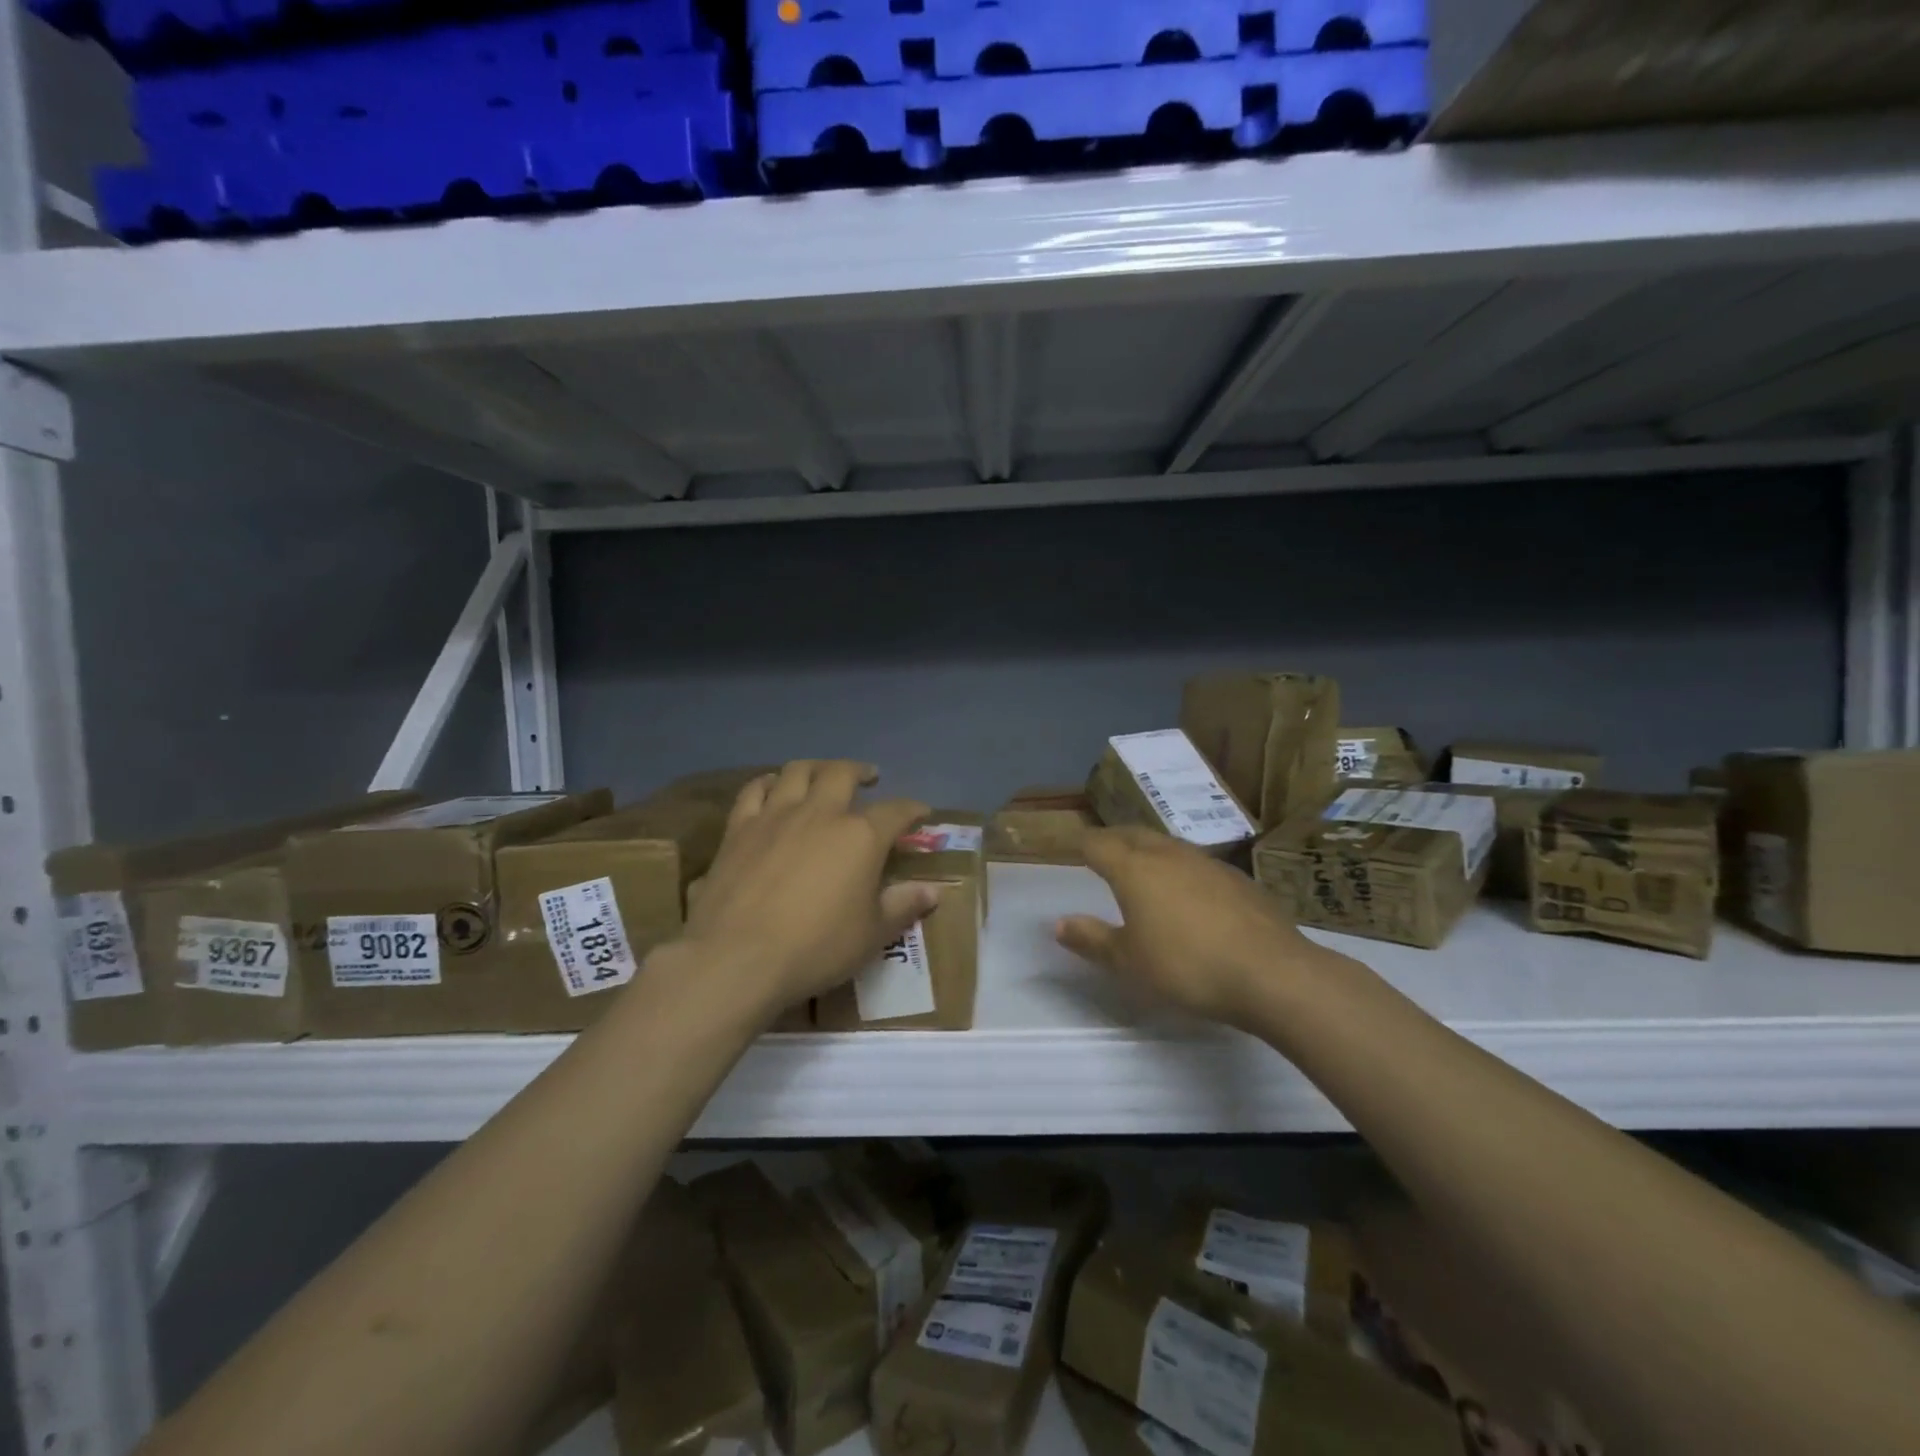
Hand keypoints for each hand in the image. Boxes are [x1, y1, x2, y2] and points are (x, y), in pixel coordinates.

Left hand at [678, 760, 937, 1020]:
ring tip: (823, 774)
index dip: (912, 809)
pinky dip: (768, 783)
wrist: (737, 957)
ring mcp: (775, 816)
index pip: (896, 811)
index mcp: (860, 836)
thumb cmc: (815, 947)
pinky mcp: (739, 828)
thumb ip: (903, 906)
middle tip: (869, 777)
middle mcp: (820, 813)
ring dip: (816, 767)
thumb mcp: (871, 935)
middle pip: (842, 773)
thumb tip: (933, 891)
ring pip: (797, 771)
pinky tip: (771, 787)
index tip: (921, 813)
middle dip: (860, 771)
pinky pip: (753, 790)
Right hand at [1055, 827, 1327, 1029]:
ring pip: (1167, 844)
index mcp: (1134, 869)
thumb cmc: (1187, 966)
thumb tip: (1059, 923)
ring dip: (1148, 849)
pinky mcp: (1238, 878)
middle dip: (1113, 838)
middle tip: (1102, 849)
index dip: (1082, 845)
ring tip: (1141, 865)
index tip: (1073, 848)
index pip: (1098, 844)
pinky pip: (1197, 863)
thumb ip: (1092, 939)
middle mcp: (1168, 854)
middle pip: (1132, 834)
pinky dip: (1180, 868)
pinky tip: (1188, 891)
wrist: (1271, 973)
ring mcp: (1207, 863)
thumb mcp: (1129, 962)